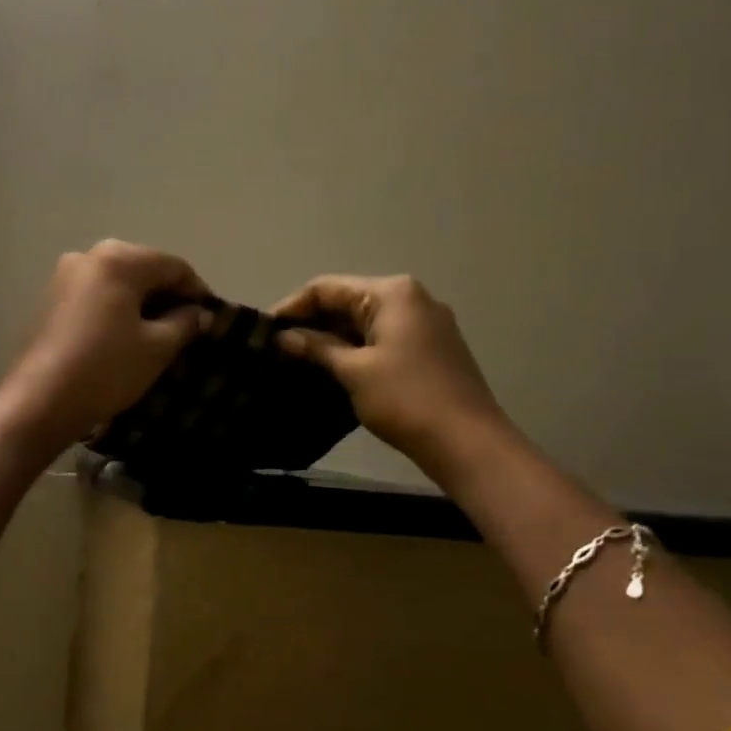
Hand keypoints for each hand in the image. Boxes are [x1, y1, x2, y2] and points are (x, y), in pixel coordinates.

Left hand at [0, 240, 211, 449]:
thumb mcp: (156, 348)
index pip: (173, 266)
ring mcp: (64, 276)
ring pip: (118, 282)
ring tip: (159, 334)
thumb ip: (185, 323)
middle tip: (187, 327)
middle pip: (144, 268)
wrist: (40, 401)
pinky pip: (96, 295)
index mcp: (118, 259)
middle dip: (168, 295)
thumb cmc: (106, 369)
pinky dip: (117, 309)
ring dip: (142, 303)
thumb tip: (199, 313)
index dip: (197, 291)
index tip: (211, 319)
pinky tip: (126, 336)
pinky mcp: (51, 299)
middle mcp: (88, 256)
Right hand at [274, 274, 511, 477]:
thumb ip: (316, 348)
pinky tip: (330, 370)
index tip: (263, 332)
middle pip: (346, 301)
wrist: (467, 442)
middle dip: (310, 323)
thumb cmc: (405, 398)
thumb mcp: (353, 371)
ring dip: (329, 339)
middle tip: (275, 349)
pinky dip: (353, 350)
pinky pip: (380, 339)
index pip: (326, 287)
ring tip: (294, 361)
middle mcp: (410, 298)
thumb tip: (283, 337)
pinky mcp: (428, 349)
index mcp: (392, 293)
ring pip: (362, 322)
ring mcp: (424, 324)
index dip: (291, 307)